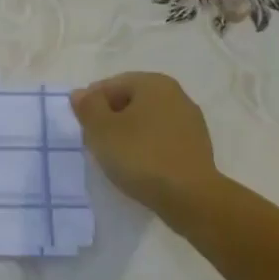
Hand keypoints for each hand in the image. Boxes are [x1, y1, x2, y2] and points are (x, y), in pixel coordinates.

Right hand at [70, 72, 219, 214]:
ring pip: (147, 121)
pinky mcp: (197, 146)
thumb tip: (81, 93)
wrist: (190, 196)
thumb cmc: (140, 156)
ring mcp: (190, 121)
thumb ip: (88, 107)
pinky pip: (162, 139)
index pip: (111, 85)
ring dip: (129, 134)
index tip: (83, 130)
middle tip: (95, 144)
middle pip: (131, 101)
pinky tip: (139, 168)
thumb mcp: (102, 130)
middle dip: (110, 119)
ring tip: (115, 160)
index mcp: (153, 83)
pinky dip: (147, 148)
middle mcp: (176, 94)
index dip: (92, 105)